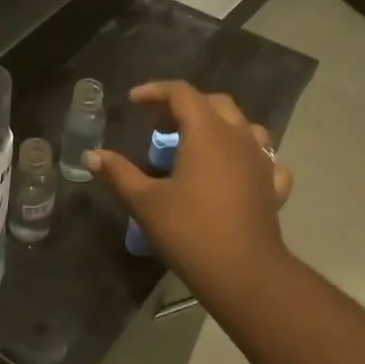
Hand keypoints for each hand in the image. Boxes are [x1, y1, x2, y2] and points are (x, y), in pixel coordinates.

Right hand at [85, 81, 293, 310]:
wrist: (243, 272)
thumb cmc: (189, 230)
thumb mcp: (145, 202)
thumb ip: (118, 173)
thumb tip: (91, 156)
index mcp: (207, 132)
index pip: (181, 93)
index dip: (155, 91)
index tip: (133, 101)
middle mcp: (238, 137)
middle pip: (214, 103)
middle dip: (185, 106)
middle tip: (159, 126)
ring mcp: (262, 161)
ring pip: (244, 127)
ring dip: (218, 126)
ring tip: (196, 144)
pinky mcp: (273, 186)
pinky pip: (264, 159)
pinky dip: (246, 157)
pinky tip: (236, 172)